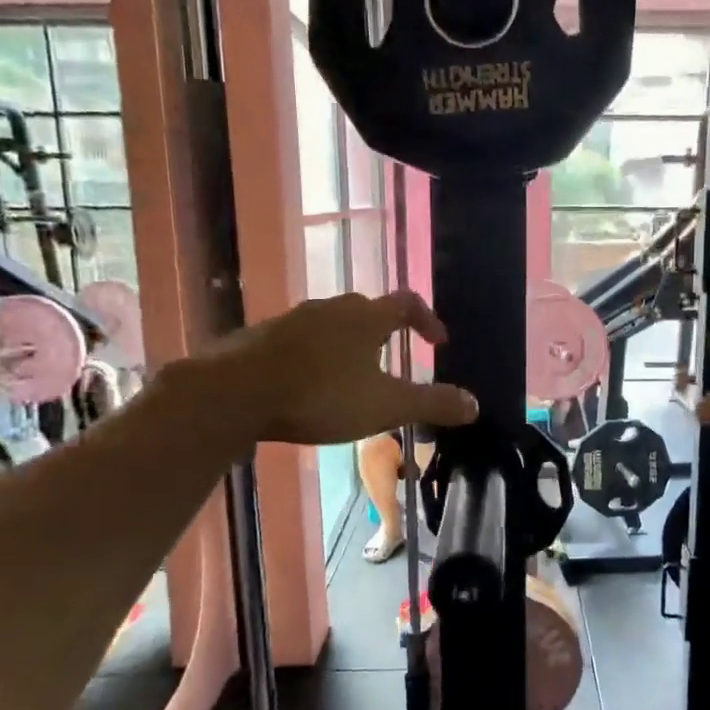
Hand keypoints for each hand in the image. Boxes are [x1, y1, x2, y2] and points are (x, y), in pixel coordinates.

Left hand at [212, 292, 478, 444]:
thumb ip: (432, 404)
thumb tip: (475, 404)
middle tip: (394, 362)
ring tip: (352, 379)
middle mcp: (331, 308)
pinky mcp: (261, 338)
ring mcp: (292, 320)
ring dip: (348, 346)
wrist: (234, 394)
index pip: (408, 303)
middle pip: (367, 312)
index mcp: (366, 317)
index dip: (428, 320)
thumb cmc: (321, 395)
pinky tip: (308, 387)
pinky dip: (315, 357)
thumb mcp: (386, 406)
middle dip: (386, 333)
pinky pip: (300, 342)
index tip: (438, 342)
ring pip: (331, 326)